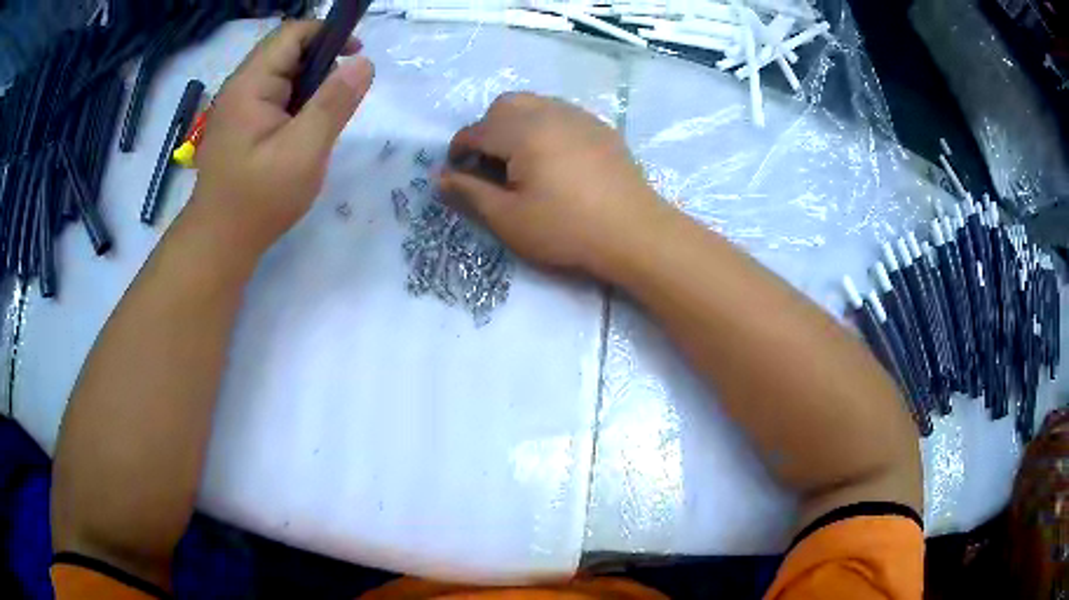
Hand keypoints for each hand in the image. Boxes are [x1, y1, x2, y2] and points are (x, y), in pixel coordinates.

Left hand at [192, 20, 373, 253]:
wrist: (219, 243)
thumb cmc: (258, 200)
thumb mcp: (304, 151)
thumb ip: (334, 103)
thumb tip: (364, 62)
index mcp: (250, 84)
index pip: (293, 33)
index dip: (328, 34)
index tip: (356, 57)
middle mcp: (240, 87)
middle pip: (287, 51)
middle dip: (321, 64)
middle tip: (340, 99)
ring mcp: (238, 107)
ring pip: (282, 75)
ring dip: (310, 86)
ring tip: (322, 120)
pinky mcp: (241, 124)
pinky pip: (275, 97)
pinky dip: (296, 104)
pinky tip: (302, 132)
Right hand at [440, 93, 661, 280]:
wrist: (635, 232)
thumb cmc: (566, 228)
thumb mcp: (508, 219)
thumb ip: (469, 193)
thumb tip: (439, 177)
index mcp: (522, 131)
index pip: (476, 130)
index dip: (459, 151)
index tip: (458, 175)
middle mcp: (549, 112)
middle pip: (504, 105)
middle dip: (487, 130)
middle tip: (490, 166)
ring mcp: (579, 117)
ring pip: (534, 104)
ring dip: (516, 124)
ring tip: (520, 161)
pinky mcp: (601, 128)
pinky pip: (561, 114)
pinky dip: (544, 127)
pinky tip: (554, 159)